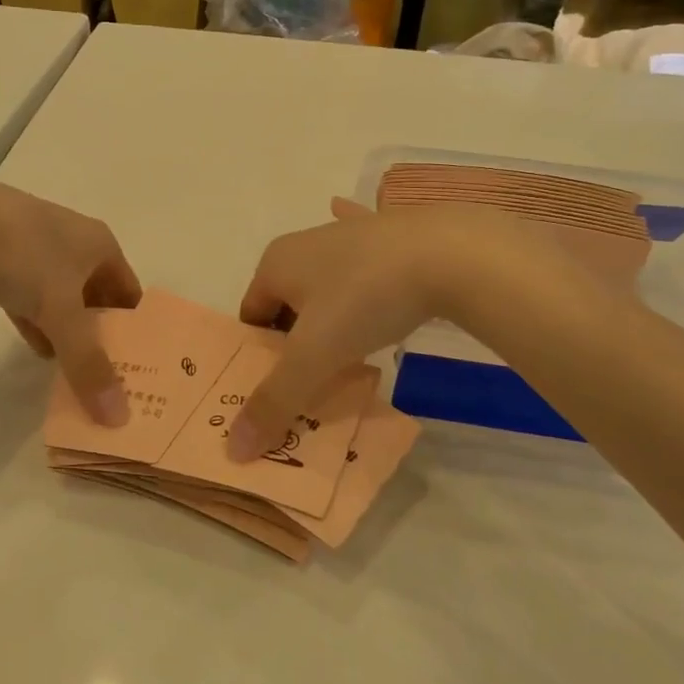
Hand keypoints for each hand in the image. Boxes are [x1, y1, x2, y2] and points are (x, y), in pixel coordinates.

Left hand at [0, 176, 141, 422]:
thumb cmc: (24, 256)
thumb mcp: (61, 312)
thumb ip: (88, 363)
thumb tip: (117, 416)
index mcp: (100, 244)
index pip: (129, 290)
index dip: (134, 328)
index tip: (136, 366)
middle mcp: (74, 241)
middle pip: (97, 295)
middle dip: (99, 333)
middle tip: (105, 375)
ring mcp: (35, 247)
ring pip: (61, 297)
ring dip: (67, 330)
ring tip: (73, 369)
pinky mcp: (2, 257)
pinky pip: (30, 295)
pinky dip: (37, 321)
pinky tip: (37, 348)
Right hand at [227, 198, 604, 459]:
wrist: (448, 251)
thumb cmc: (365, 298)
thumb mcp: (315, 356)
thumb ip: (275, 401)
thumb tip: (235, 449)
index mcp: (276, 263)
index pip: (251, 317)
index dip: (259, 356)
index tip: (281, 389)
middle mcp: (305, 243)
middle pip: (288, 303)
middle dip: (296, 340)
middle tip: (316, 381)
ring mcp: (350, 234)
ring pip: (326, 285)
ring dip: (329, 314)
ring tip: (348, 352)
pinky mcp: (390, 233)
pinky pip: (366, 260)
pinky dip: (364, 275)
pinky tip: (375, 282)